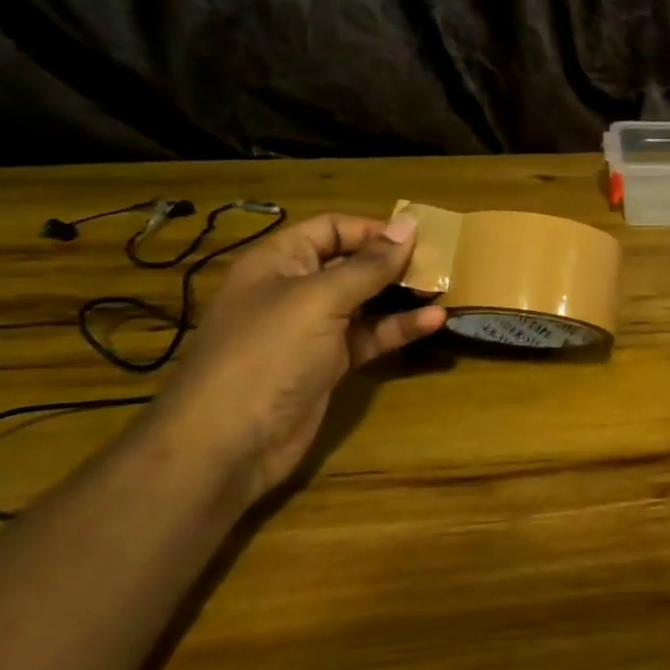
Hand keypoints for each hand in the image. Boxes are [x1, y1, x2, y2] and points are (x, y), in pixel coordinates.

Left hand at [149, 213, 444, 503]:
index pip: (331, 228)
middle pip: (351, 264)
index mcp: (279, 261)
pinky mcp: (328, 364)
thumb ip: (369, 265)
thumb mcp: (320, 299)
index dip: (373, 229)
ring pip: (365, 302)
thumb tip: (409, 225)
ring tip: (444, 288)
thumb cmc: (268, 354)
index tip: (418, 237)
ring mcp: (311, 330)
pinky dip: (398, 328)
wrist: (225, 445)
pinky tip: (434, 322)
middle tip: (440, 263)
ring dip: (402, 296)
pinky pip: (368, 336)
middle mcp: (294, 290)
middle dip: (394, 262)